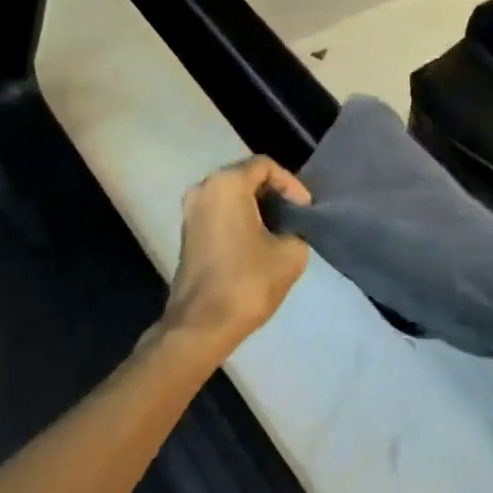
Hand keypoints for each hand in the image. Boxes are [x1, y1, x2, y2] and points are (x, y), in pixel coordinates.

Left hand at [161, 157, 311, 360]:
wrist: (201, 326)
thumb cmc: (247, 282)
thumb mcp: (290, 254)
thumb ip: (296, 231)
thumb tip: (289, 231)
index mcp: (226, 184)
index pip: (265, 166)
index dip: (291, 183)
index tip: (305, 209)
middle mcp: (203, 188)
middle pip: (245, 176)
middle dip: (273, 193)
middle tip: (296, 214)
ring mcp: (190, 211)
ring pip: (231, 195)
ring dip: (256, 206)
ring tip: (281, 227)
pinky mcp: (187, 234)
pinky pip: (219, 212)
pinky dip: (240, 218)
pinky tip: (258, 241)